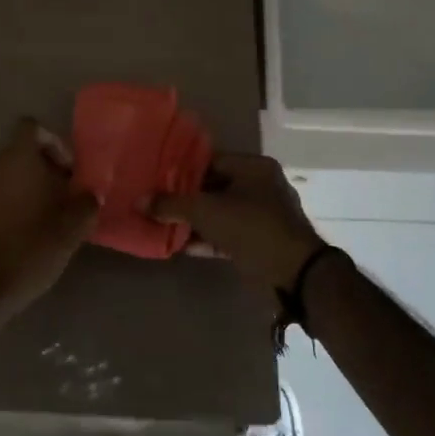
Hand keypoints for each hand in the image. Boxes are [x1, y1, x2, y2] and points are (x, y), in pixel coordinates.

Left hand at [0, 119, 98, 321]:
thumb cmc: (31, 248)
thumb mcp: (72, 227)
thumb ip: (86, 202)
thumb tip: (90, 193)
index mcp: (17, 158)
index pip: (32, 127)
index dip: (54, 142)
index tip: (68, 171)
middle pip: (21, 152)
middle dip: (45, 170)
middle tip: (65, 198)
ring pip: (9, 176)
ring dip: (29, 189)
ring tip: (49, 220)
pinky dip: (12, 206)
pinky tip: (27, 235)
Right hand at [151, 153, 324, 293]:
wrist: (295, 275)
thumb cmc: (251, 227)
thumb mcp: (206, 211)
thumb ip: (171, 204)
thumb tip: (139, 201)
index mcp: (253, 168)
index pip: (210, 160)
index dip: (181, 169)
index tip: (156, 178)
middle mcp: (260, 186)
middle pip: (213, 187)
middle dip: (184, 197)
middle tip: (155, 201)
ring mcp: (262, 216)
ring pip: (219, 213)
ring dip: (193, 221)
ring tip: (161, 224)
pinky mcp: (260, 243)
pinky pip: (226, 235)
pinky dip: (205, 239)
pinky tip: (178, 245)